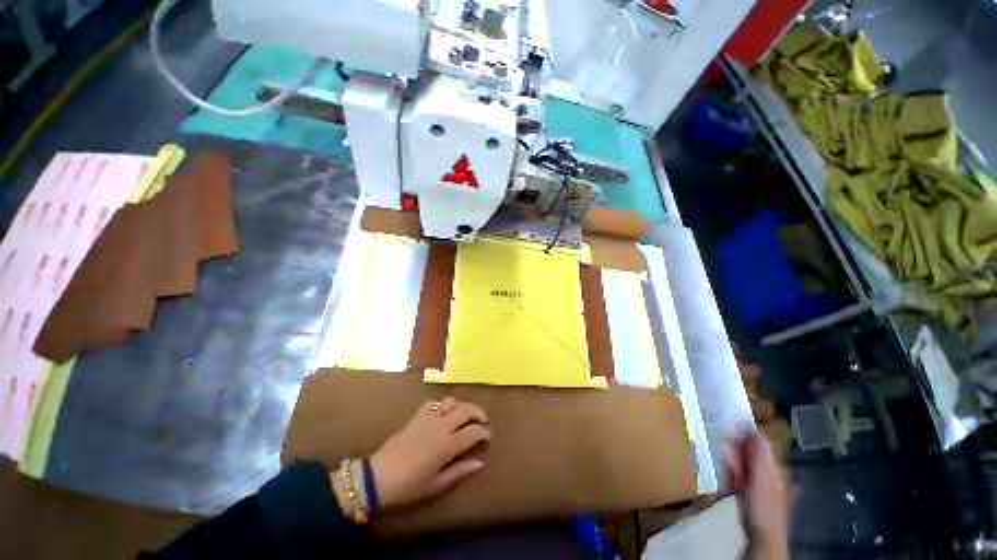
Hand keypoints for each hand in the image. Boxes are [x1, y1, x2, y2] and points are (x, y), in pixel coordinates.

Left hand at [369, 397, 490, 509]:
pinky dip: (444, 403)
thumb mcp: (436, 485)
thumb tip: (480, 462)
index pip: (473, 431)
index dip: (484, 432)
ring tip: (467, 414)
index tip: (488, 436)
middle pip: (466, 410)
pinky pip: (435, 402)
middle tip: (483, 421)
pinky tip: (445, 411)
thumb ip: (460, 472)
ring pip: (452, 401)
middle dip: (478, 413)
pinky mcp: (418, 415)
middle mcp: (441, 426)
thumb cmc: (409, 486)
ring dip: (463, 405)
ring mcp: (428, 417)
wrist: (379, 476)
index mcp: (447, 445)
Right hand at [726, 433, 787, 557]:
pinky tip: (729, 482)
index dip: (744, 437)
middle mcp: (769, 471)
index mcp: (775, 467)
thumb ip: (758, 455)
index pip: (760, 443)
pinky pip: (740, 476)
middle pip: (750, 453)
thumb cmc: (763, 507)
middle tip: (727, 458)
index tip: (730, 435)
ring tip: (729, 474)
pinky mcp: (751, 491)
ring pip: (742, 464)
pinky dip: (733, 476)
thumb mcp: (760, 479)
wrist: (762, 537)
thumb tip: (756, 429)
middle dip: (736, 453)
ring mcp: (760, 482)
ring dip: (732, 465)